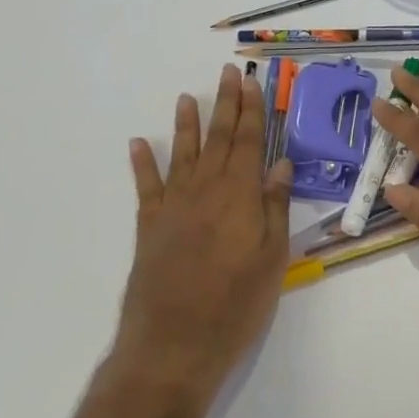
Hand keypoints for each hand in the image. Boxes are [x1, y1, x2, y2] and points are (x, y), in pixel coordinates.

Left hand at [119, 65, 293, 406]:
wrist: (174, 344)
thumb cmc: (236, 305)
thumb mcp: (272, 259)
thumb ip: (274, 207)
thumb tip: (279, 163)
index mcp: (240, 196)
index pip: (249, 142)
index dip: (251, 111)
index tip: (251, 82)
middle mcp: (205, 190)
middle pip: (218, 139)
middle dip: (225, 104)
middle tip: (226, 73)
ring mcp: (173, 205)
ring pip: (183, 154)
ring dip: (187, 124)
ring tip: (187, 97)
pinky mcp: (149, 226)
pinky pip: (146, 186)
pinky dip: (142, 163)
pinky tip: (139, 143)